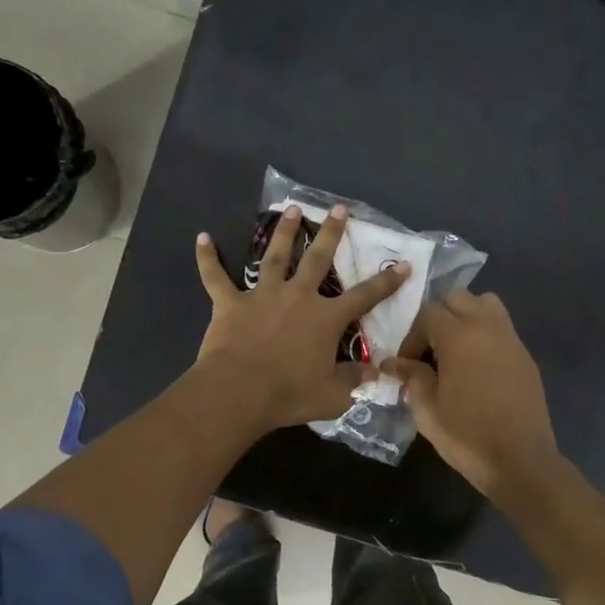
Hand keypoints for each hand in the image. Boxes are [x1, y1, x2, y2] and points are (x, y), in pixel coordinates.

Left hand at [194, 204, 409, 430]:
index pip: (365, 296)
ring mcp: (262, 295)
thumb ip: (354, 380)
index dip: (386, 281)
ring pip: (274, 256)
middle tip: (338, 209)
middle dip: (331, 233)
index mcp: (326, 318)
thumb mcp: (333, 395)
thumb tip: (374, 372)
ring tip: (291, 209)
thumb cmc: (289, 394)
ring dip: (283, 232)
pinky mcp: (230, 303)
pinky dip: (208, 258)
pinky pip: (215, 276)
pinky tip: (202, 238)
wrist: (239, 391)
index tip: (402, 264)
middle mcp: (298, 296)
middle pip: (318, 259)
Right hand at [381, 289, 558, 497]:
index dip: (412, 336)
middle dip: (438, 318)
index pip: (428, 313)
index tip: (406, 364)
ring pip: (485, 304)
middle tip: (429, 351)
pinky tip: (476, 368)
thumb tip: (392, 362)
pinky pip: (501, 328)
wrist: (520, 460)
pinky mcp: (525, 356)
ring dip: (465, 317)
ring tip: (454, 350)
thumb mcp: (427, 409)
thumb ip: (411, 377)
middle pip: (458, 298)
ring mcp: (511, 339)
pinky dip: (484, 334)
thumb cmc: (467, 435)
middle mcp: (488, 327)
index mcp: (460, 336)